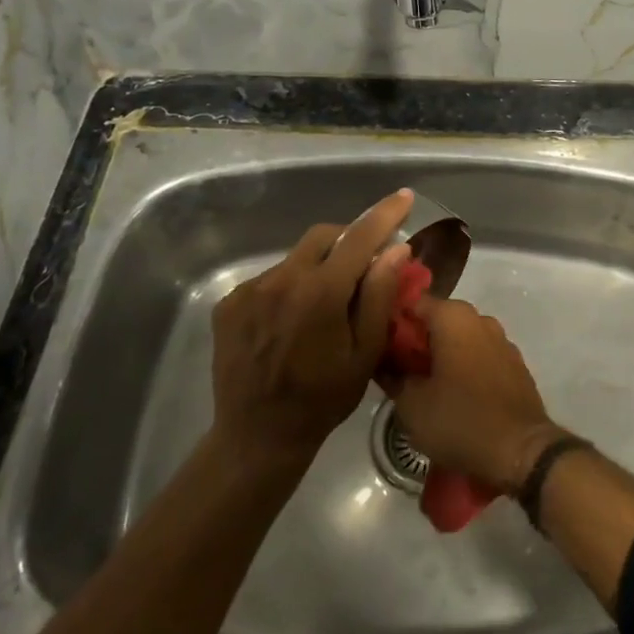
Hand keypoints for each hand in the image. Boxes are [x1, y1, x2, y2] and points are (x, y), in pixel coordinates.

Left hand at [209, 189, 414, 469]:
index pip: (360, 237)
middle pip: (323, 236)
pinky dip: (291, 285)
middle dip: (349, 239)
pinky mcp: (229, 304)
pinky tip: (294, 319)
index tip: (404, 196)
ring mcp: (250, 291)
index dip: (385, 214)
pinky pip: (270, 278)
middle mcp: (281, 280)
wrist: (257, 437)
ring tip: (326, 303)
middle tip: (366, 263)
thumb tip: (396, 249)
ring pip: (296, 258)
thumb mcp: (365, 353)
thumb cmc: (322, 399)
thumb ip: (379, 295)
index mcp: (320, 293)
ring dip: (318, 266)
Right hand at [388, 296, 565, 495]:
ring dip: (443, 355)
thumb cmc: (459, 420)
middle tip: (398, 369)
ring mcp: (502, 341)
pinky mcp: (515, 365)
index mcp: (454, 317)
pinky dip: (466, 367)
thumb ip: (393, 376)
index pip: (414, 303)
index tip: (380, 344)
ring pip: (462, 339)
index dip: (394, 321)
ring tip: (425, 385)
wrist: (520, 450)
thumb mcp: (411, 404)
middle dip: (418, 341)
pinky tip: (455, 394)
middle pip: (439, 321)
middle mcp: (481, 320)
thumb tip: (384, 363)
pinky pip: (481, 356)